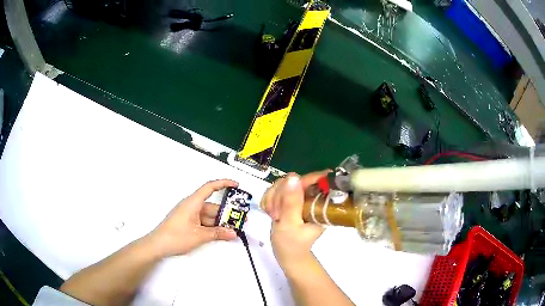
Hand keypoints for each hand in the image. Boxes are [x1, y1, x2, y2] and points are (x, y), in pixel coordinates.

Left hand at [149, 179, 238, 256]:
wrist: (157, 245)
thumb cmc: (176, 236)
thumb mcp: (199, 236)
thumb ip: (217, 233)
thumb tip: (233, 233)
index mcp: (193, 202)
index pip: (210, 187)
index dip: (224, 183)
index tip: (236, 185)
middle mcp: (191, 205)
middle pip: (212, 205)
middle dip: (226, 212)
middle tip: (240, 219)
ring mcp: (189, 214)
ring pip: (208, 215)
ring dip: (219, 222)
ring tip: (233, 229)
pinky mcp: (187, 222)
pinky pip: (203, 221)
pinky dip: (211, 226)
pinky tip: (220, 233)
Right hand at [261, 171, 329, 273]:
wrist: (288, 255)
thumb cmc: (292, 244)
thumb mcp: (290, 224)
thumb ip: (291, 202)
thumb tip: (293, 177)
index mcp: (319, 202)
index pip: (310, 179)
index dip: (294, 185)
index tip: (282, 200)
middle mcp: (312, 196)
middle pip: (293, 179)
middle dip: (279, 195)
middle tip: (276, 214)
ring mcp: (300, 197)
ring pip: (282, 184)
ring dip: (272, 198)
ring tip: (273, 215)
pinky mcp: (290, 199)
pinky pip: (275, 190)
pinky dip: (269, 200)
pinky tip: (269, 212)